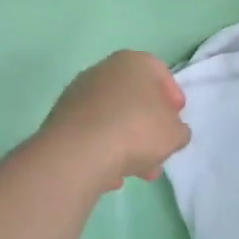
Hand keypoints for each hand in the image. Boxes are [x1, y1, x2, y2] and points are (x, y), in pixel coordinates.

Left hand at [42, 50, 190, 193]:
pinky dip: (102, 151)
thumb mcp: (174, 134)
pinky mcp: (61, 118)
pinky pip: (91, 134)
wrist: (79, 152)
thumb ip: (178, 130)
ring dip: (127, 143)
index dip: (172, 97)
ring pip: (112, 118)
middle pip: (133, 98)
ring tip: (139, 173)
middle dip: (148, 127)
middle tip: (159, 151)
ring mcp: (78, 94)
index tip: (176, 119)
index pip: (159, 72)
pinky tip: (111, 176)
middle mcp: (103, 70)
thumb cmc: (136, 131)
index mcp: (134, 62)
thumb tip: (170, 131)